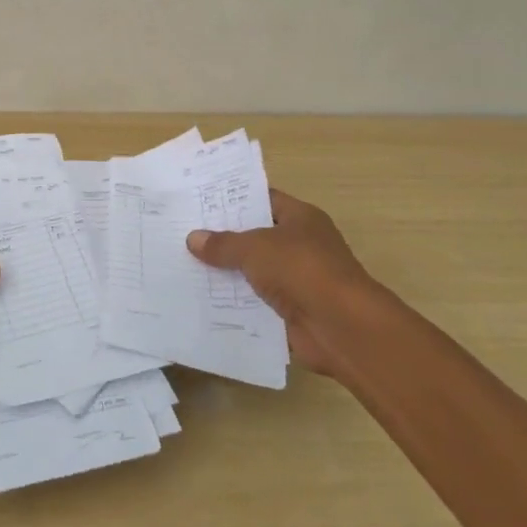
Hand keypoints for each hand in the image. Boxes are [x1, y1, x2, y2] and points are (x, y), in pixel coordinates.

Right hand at [186, 189, 378, 383]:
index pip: (263, 200)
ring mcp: (298, 280)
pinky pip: (257, 302)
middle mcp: (301, 245)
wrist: (342, 327)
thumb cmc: (302, 270)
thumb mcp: (255, 248)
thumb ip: (223, 244)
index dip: (233, 200)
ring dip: (227, 273)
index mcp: (300, 218)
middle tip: (184, 232)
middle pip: (256, 237)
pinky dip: (236, 303)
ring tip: (185, 265)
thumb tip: (192, 238)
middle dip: (224, 238)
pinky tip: (204, 300)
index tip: (200, 200)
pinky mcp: (292, 311)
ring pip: (254, 271)